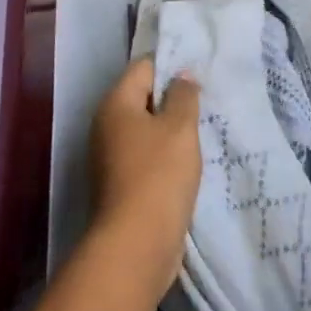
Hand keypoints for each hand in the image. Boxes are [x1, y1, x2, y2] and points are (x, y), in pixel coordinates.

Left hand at [89, 58, 201, 299]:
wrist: (136, 244)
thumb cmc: (159, 175)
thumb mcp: (180, 127)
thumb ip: (183, 96)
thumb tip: (182, 76)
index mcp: (115, 104)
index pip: (143, 68)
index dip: (172, 67)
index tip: (200, 76)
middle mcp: (105, 126)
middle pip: (142, 98)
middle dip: (172, 100)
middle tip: (205, 104)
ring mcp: (109, 157)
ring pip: (145, 130)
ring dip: (170, 130)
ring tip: (201, 132)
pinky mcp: (119, 184)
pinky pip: (145, 156)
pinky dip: (164, 155)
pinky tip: (187, 162)